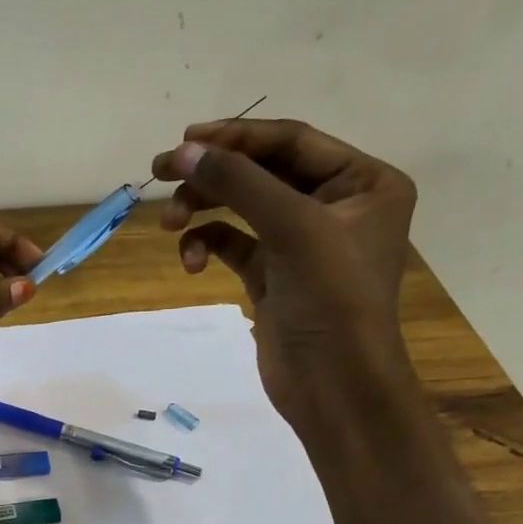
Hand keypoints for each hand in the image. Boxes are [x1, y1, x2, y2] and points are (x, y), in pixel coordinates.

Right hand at [153, 117, 418, 428]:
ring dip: (203, 211)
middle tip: (160, 174)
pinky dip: (208, 245)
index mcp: (362, 182)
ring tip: (169, 226)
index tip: (184, 140)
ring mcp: (301, 242)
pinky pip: (233, 244)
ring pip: (242, 208)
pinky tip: (191, 263)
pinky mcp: (273, 275)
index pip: (291, 142)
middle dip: (212, 175)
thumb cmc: (332, 300)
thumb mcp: (292, 230)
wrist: (334, 386)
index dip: (236, 137)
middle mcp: (335, 205)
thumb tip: (184, 151)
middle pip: (262, 172)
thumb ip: (238, 184)